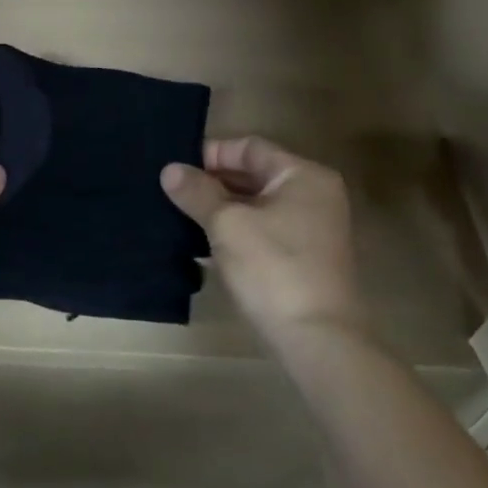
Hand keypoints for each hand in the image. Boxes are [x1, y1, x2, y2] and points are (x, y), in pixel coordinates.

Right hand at [160, 136, 368, 345]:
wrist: (318, 340)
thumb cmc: (274, 268)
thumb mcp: (227, 225)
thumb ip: (198, 192)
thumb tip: (170, 170)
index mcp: (303, 175)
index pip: (250, 148)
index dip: (211, 154)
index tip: (177, 168)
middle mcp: (314, 195)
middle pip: (255, 175)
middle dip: (213, 182)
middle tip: (173, 192)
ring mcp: (313, 228)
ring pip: (258, 205)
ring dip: (222, 209)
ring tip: (182, 216)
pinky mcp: (306, 258)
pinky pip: (265, 231)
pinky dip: (238, 232)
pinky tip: (205, 245)